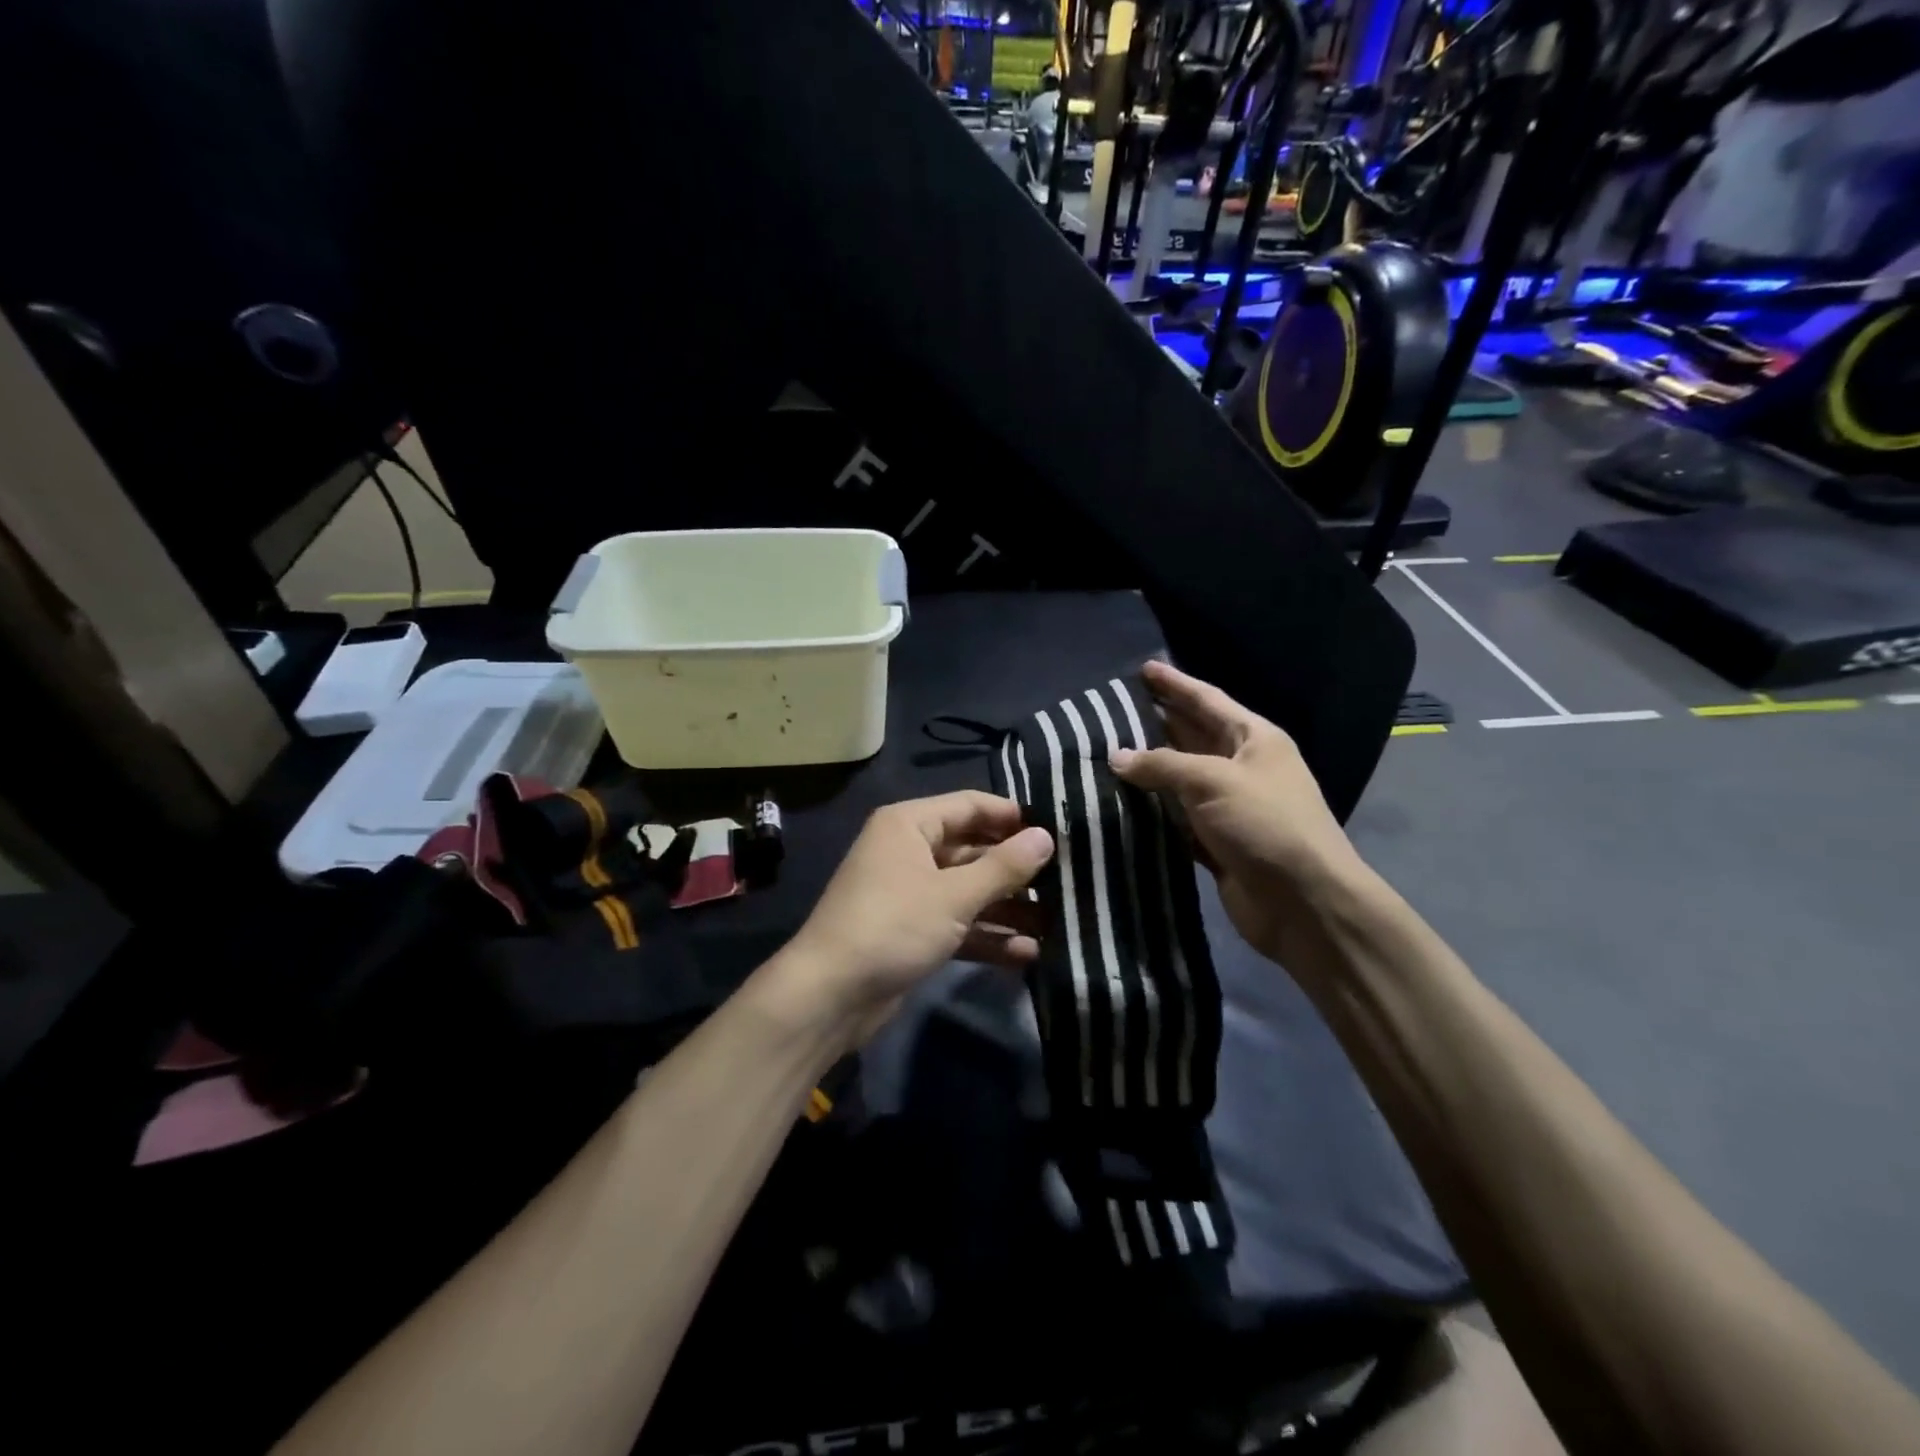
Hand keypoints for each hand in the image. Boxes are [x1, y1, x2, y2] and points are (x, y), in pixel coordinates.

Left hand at [772, 792, 1054, 1047]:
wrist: (830, 996)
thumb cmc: (893, 926)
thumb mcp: (953, 895)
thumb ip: (1003, 867)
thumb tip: (1046, 837)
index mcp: (910, 824)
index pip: (971, 806)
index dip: (1012, 817)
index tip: (1058, 831)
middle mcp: (910, 851)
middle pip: (973, 850)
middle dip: (1016, 869)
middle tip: (1067, 880)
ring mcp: (911, 893)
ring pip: (968, 891)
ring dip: (1008, 907)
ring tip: (1058, 922)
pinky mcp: (913, 931)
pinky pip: (958, 923)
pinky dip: (987, 936)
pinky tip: (1028, 953)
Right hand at [1110, 660, 1364, 965]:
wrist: (1303, 902)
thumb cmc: (1266, 824)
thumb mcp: (1214, 781)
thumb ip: (1162, 764)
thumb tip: (1116, 757)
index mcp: (1254, 739)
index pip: (1208, 700)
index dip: (1175, 684)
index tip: (1144, 669)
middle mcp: (1242, 767)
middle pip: (1192, 735)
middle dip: (1157, 721)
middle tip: (1112, 710)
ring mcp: (1229, 806)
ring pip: (1180, 778)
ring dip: (1148, 768)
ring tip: (1104, 752)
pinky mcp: (1215, 841)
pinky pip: (1176, 816)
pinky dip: (1151, 809)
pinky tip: (1120, 801)